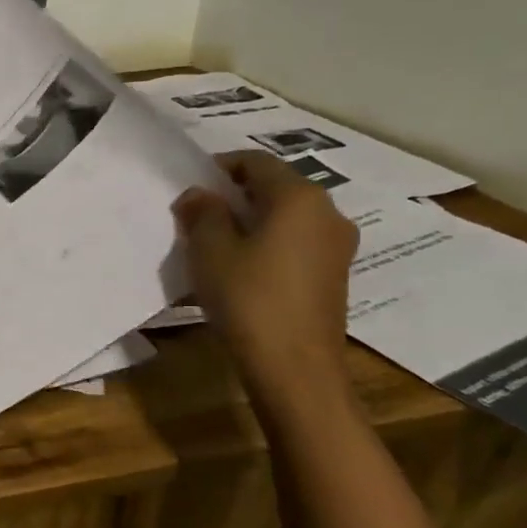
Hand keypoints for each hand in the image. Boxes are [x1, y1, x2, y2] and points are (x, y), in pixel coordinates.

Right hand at [173, 151, 359, 395]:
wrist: (293, 365)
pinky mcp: (333, 273)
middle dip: (233, 196)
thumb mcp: (210, 250)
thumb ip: (203, 213)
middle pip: (275, 187)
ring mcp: (337, 245)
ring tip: (214, 243)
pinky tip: (240, 267)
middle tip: (196, 216)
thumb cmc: (248, 297)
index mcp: (299, 198)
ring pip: (285, 216)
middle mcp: (327, 212)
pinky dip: (266, 242)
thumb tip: (200, 195)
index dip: (219, 167)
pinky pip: (295, 242)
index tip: (189, 186)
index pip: (256, 162)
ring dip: (249, 221)